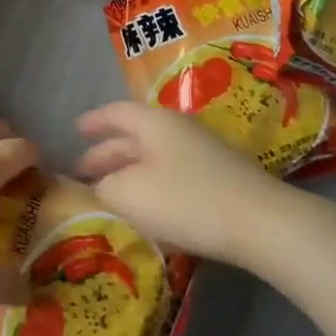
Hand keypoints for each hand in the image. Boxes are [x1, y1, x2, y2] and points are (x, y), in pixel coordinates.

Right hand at [75, 101, 281, 265]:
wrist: (261, 223)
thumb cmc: (187, 200)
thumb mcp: (130, 194)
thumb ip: (104, 187)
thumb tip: (99, 186)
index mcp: (153, 122)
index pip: (115, 113)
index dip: (93, 121)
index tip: (74, 130)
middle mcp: (177, 128)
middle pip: (134, 136)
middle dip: (106, 153)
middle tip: (83, 173)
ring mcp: (202, 151)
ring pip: (153, 156)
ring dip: (129, 171)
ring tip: (110, 193)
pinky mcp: (219, 177)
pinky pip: (172, 172)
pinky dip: (151, 184)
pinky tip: (147, 208)